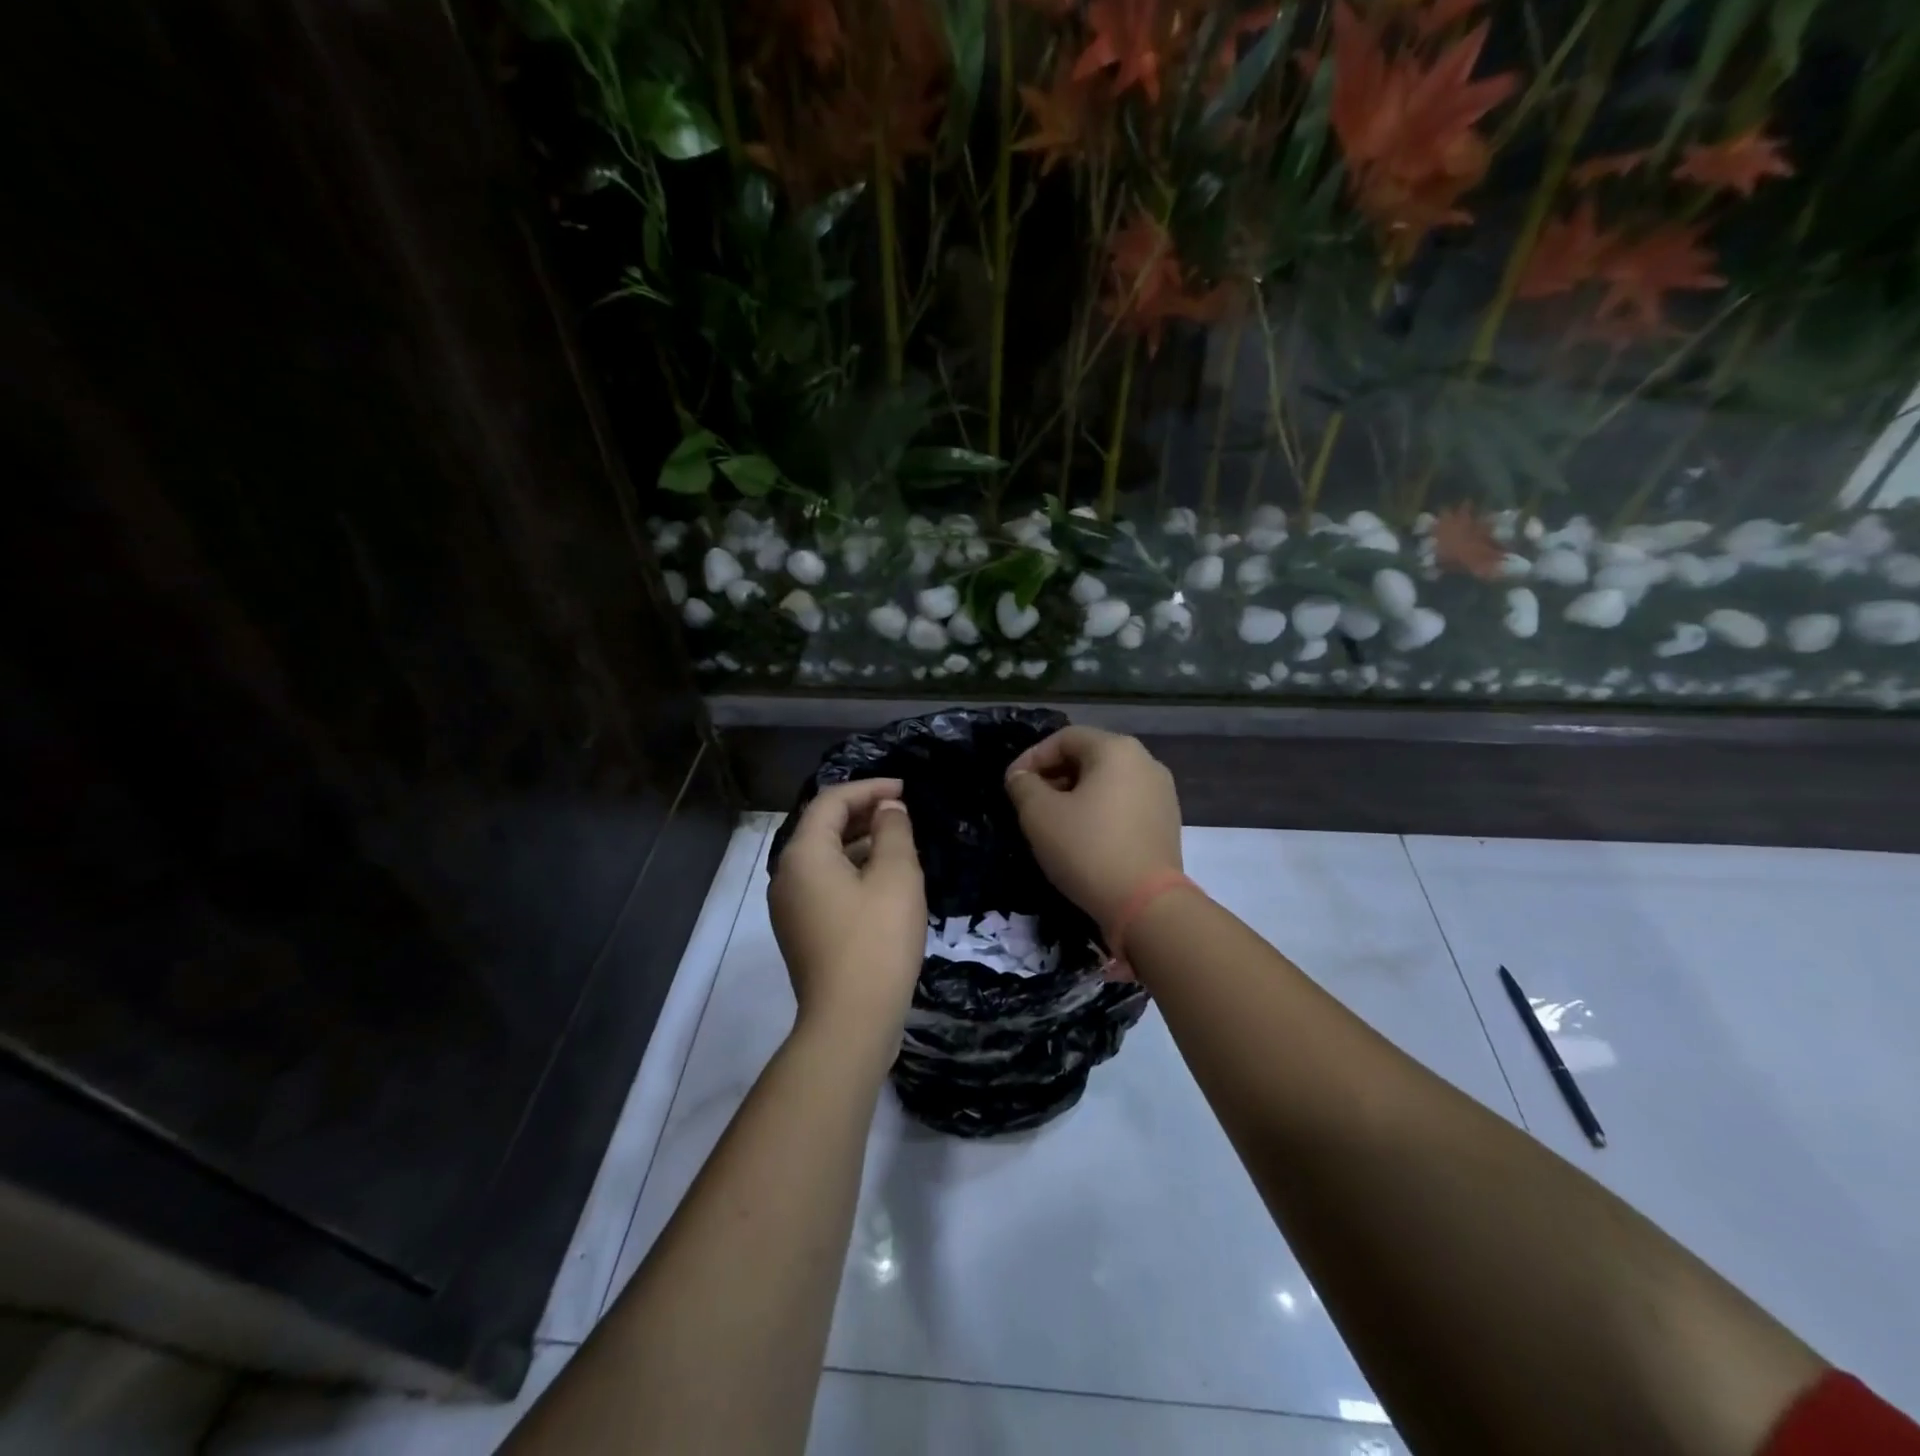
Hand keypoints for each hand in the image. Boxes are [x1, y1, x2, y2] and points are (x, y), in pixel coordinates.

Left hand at [768, 779, 926, 1050]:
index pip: (831, 801)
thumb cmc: (876, 940)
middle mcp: (786, 875)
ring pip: (824, 858)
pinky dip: (853, 871)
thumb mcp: (896, 876)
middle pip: (823, 827)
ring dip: (860, 843)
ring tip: (900, 843)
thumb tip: (888, 810)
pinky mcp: (801, 931)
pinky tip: (884, 882)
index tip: (905, 790)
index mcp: (804, 854)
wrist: (851, 1021)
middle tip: (904, 813)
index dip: (869, 788)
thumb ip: (893, 831)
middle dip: (863, 813)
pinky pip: (825, 884)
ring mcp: (790, 906)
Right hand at [1004, 728, 1182, 932]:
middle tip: (1029, 802)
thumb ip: (1023, 786)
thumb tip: (1022, 777)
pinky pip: (1124, 804)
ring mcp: (1161, 793)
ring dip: (1075, 794)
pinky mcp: (1166, 822)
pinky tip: (1083, 838)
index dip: (1032, 757)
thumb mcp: (1039, 815)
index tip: (1011, 784)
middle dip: (1054, 775)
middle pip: (1089, 756)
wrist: (1147, 905)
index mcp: (1116, 749)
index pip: (1064, 738)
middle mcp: (1145, 762)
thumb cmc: (1088, 849)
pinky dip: (1099, 811)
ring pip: (1107, 782)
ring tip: (1053, 822)